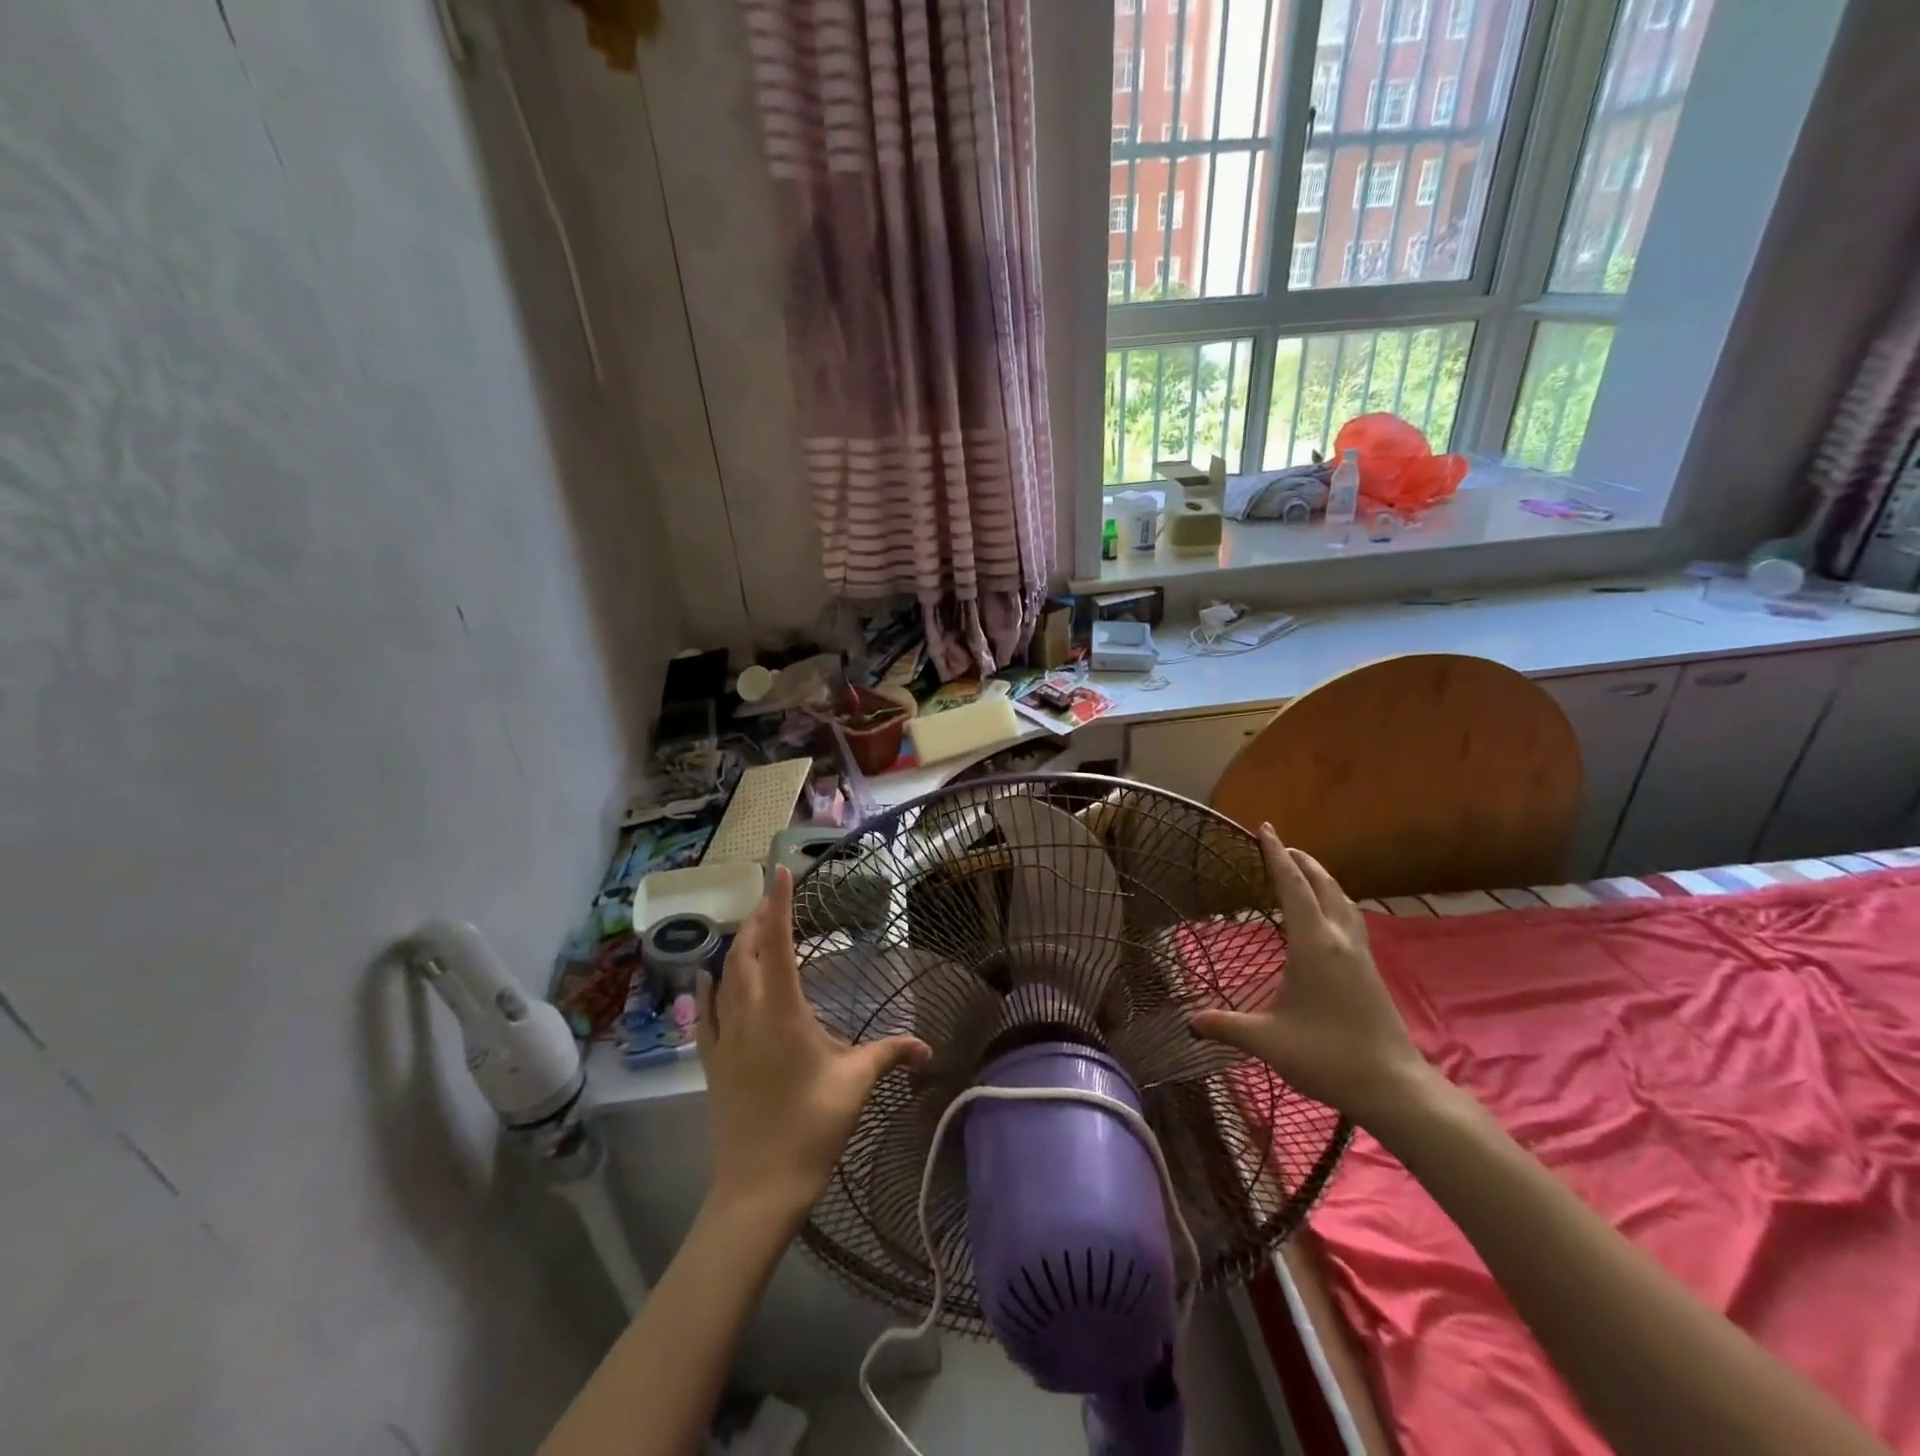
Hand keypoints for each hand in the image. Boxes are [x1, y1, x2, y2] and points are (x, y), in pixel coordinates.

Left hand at [698, 866, 930, 1225]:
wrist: (758, 1186)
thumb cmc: (811, 1127)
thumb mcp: (856, 1084)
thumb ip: (890, 1054)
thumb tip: (928, 1047)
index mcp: (783, 1011)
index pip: (778, 943)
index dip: (779, 904)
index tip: (779, 872)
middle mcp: (748, 1013)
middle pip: (745, 951)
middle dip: (757, 918)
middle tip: (771, 896)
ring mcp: (724, 1036)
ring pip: (724, 976)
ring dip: (736, 946)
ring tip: (750, 927)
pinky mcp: (711, 1060)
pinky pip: (704, 1010)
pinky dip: (708, 986)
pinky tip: (707, 975)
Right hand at [1192, 825, 1430, 1127]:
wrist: (1393, 1086)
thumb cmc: (1328, 1056)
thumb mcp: (1268, 1041)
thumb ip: (1227, 1026)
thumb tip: (1190, 1022)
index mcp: (1314, 944)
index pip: (1293, 887)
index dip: (1276, 855)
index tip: (1265, 828)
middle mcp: (1339, 940)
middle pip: (1324, 885)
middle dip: (1302, 861)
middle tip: (1281, 845)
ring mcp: (1359, 954)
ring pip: (1343, 900)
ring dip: (1322, 879)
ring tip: (1305, 872)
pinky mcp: (1370, 970)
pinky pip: (1351, 919)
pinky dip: (1334, 902)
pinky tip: (1328, 919)